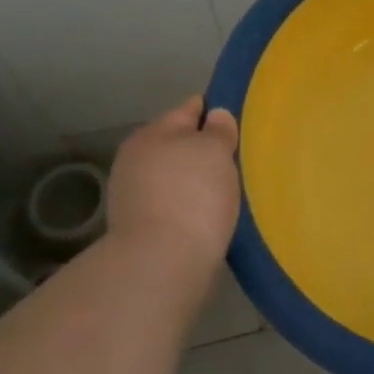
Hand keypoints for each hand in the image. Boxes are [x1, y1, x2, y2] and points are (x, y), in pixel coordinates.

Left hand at [101, 96, 240, 302]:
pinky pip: (174, 205)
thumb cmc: (193, 195)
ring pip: (176, 177)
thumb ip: (218, 130)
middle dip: (204, 150)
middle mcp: (136, 160)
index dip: (215, 112)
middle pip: (179, 144)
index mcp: (152, 133)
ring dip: (196, 181)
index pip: (189, 110)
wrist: (163, 263)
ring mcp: (134, 196)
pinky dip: (190, 207)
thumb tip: (215, 115)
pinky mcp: (141, 229)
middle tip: (238, 159)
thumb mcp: (214, 150)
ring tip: (228, 191)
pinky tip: (211, 216)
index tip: (239, 122)